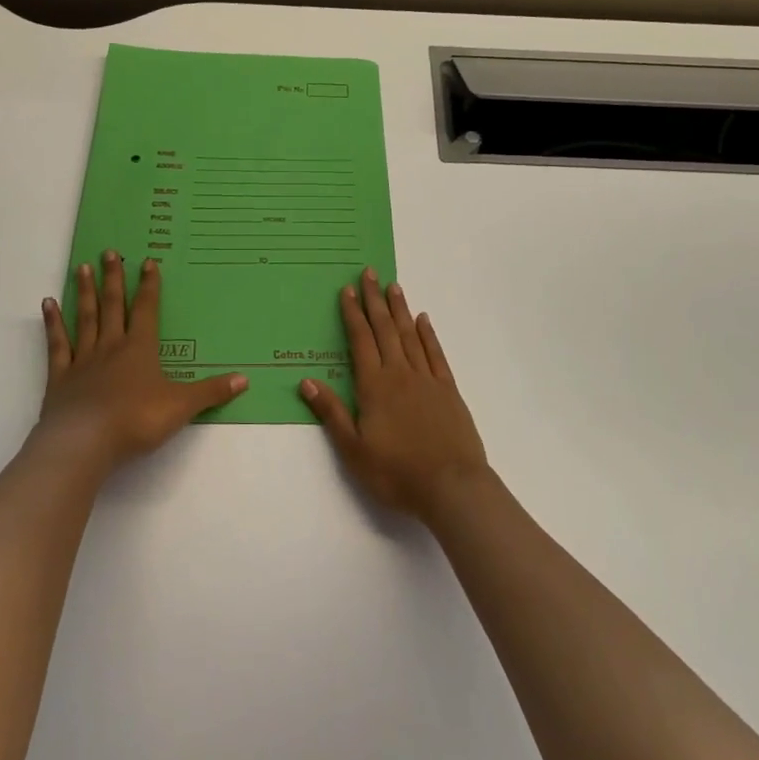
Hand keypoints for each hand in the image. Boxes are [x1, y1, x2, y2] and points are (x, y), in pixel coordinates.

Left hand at [38, 251, 247, 472]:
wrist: (85, 442)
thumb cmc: (136, 420)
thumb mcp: (181, 406)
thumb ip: (211, 391)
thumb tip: (245, 378)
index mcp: (140, 349)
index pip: (147, 310)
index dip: (149, 286)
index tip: (147, 261)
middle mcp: (111, 346)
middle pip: (113, 306)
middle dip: (114, 278)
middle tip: (109, 252)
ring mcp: (83, 360)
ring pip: (85, 318)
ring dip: (84, 292)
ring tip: (81, 267)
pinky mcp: (60, 377)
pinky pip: (57, 344)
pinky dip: (53, 324)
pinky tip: (48, 305)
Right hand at [298, 268, 490, 521]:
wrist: (452, 486)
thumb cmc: (396, 473)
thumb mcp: (353, 449)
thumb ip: (331, 413)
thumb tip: (307, 381)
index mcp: (374, 386)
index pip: (360, 340)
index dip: (353, 314)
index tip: (348, 290)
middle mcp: (400, 374)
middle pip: (385, 329)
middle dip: (375, 300)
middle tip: (369, 273)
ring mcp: (427, 379)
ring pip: (410, 335)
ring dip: (400, 309)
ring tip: (393, 286)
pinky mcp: (448, 390)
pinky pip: (435, 354)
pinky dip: (428, 334)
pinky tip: (424, 320)